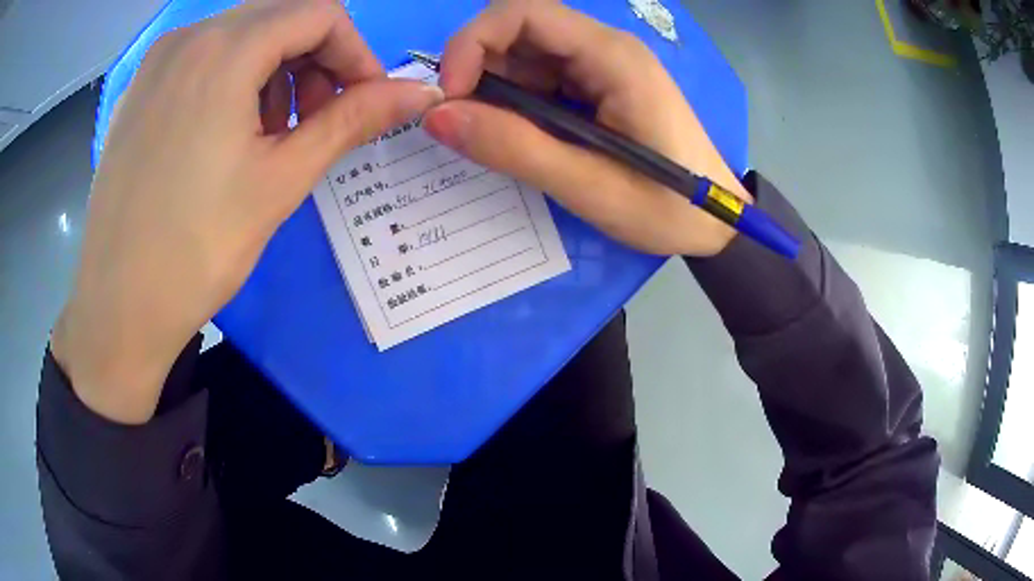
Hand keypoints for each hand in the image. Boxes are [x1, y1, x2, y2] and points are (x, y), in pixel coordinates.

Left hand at [51, 0, 443, 423]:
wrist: (117, 308)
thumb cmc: (198, 249)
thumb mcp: (282, 178)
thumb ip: (353, 119)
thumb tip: (421, 93)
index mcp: (225, 48)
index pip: (321, 13)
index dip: (355, 52)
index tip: (363, 100)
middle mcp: (188, 36)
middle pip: (279, 17)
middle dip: (314, 59)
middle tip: (317, 119)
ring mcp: (156, 62)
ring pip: (239, 34)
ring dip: (271, 69)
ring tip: (267, 133)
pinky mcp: (137, 90)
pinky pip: (200, 57)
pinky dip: (230, 78)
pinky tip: (224, 133)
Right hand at [424, 0, 750, 256]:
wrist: (715, 223)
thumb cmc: (667, 207)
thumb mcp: (587, 186)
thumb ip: (512, 147)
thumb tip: (438, 116)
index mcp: (611, 57)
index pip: (524, 11)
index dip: (474, 41)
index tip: (452, 94)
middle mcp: (604, 47)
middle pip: (520, 27)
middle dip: (478, 65)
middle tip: (465, 120)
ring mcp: (601, 65)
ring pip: (525, 52)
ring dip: (494, 86)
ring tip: (493, 134)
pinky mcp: (597, 85)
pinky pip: (540, 76)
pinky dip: (515, 99)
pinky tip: (518, 132)